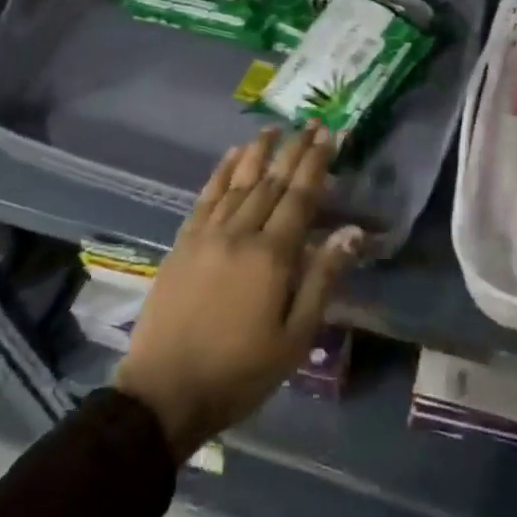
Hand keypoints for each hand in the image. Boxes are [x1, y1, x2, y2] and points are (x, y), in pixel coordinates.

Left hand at [113, 125, 364, 461]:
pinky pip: (206, 196)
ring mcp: (207, 234)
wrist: (164, 394)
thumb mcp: (294, 338)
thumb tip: (351, 231)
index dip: (316, 164)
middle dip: (293, 149)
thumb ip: (323, 279)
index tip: (329, 135)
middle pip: (272, 181)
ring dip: (258, 152)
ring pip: (239, 182)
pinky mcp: (183, 242)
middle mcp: (240, 233)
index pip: (300, 196)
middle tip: (310, 123)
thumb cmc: (239, 371)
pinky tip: (232, 156)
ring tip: (274, 128)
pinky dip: (221, 172)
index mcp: (272, 256)